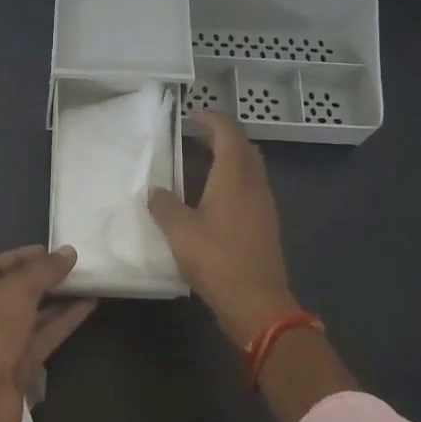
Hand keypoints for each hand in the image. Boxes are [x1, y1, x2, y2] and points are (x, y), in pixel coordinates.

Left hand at [0, 246, 96, 421]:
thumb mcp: (15, 292)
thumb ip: (43, 271)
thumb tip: (68, 252)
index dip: (21, 257)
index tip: (50, 250)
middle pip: (17, 291)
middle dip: (43, 279)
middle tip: (74, 267)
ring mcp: (4, 342)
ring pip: (35, 315)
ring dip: (59, 299)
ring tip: (88, 283)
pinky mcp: (22, 365)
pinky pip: (46, 337)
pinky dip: (65, 322)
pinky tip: (88, 307)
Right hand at [148, 110, 299, 349]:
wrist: (257, 304)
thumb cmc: (217, 260)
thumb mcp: (179, 232)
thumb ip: (164, 205)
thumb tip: (155, 190)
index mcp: (234, 177)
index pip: (229, 132)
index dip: (211, 118)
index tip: (190, 117)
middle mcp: (254, 184)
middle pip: (244, 147)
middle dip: (221, 136)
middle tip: (194, 138)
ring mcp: (264, 205)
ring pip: (249, 168)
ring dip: (228, 158)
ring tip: (200, 164)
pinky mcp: (265, 225)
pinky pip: (250, 188)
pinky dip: (232, 180)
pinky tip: (212, 198)